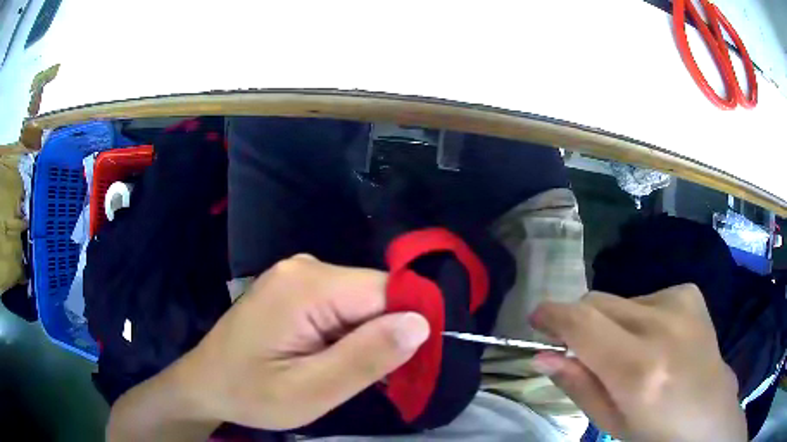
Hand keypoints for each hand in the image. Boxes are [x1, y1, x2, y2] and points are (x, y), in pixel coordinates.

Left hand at [107, 255, 428, 439]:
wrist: (206, 384)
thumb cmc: (250, 393)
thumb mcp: (310, 391)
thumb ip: (365, 358)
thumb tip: (421, 323)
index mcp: (307, 285)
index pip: (387, 290)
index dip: (409, 325)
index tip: (414, 364)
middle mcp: (306, 267)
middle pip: (375, 294)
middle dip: (386, 335)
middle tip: (378, 379)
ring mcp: (299, 275)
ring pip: (362, 301)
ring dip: (368, 337)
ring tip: (350, 372)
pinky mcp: (296, 288)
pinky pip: (342, 305)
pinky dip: (350, 333)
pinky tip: (333, 359)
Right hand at [529, 284, 745, 441]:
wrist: (710, 413)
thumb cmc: (656, 432)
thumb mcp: (611, 422)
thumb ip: (579, 385)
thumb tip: (543, 356)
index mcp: (640, 371)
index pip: (583, 324)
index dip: (553, 316)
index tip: (537, 319)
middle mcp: (662, 327)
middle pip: (598, 302)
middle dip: (581, 323)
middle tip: (584, 351)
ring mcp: (680, 303)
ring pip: (620, 301)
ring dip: (612, 325)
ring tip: (632, 354)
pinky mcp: (689, 292)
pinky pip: (645, 297)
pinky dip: (639, 318)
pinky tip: (658, 340)